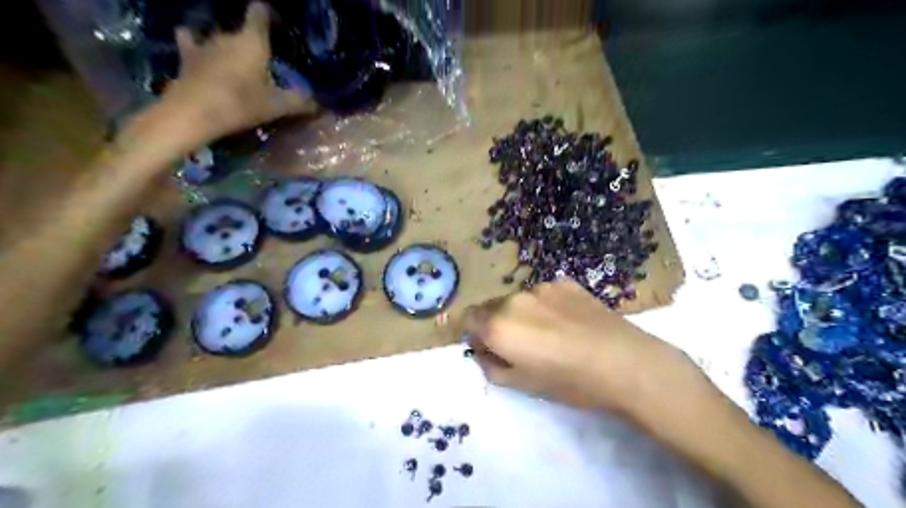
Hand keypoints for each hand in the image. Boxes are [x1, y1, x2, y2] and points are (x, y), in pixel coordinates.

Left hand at [160, 2, 318, 148]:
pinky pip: (190, 40)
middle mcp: (228, 36)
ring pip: (217, 35)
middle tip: (262, 59)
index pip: (259, 12)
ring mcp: (204, 44)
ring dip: (226, 44)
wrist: (195, 112)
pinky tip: (200, 53)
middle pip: (241, 28)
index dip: (268, 14)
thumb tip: (319, 105)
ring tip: (233, 58)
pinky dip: (194, 43)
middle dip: (251, 39)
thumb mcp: (277, 106)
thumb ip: (299, 102)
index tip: (276, 24)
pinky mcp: (186, 56)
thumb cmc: (241, 104)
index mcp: (253, 41)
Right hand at [464, 281, 710, 420]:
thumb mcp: (522, 385)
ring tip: (551, 333)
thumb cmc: (569, 382)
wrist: (623, 362)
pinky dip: (546, 306)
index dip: (475, 333)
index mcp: (498, 326)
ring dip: (522, 313)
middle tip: (523, 344)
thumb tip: (482, 351)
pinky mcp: (564, 282)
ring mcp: (540, 287)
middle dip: (498, 323)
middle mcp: (513, 299)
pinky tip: (569, 322)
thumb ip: (491, 366)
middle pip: (492, 307)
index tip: (490, 347)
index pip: (468, 318)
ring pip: (519, 299)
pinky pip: (543, 294)